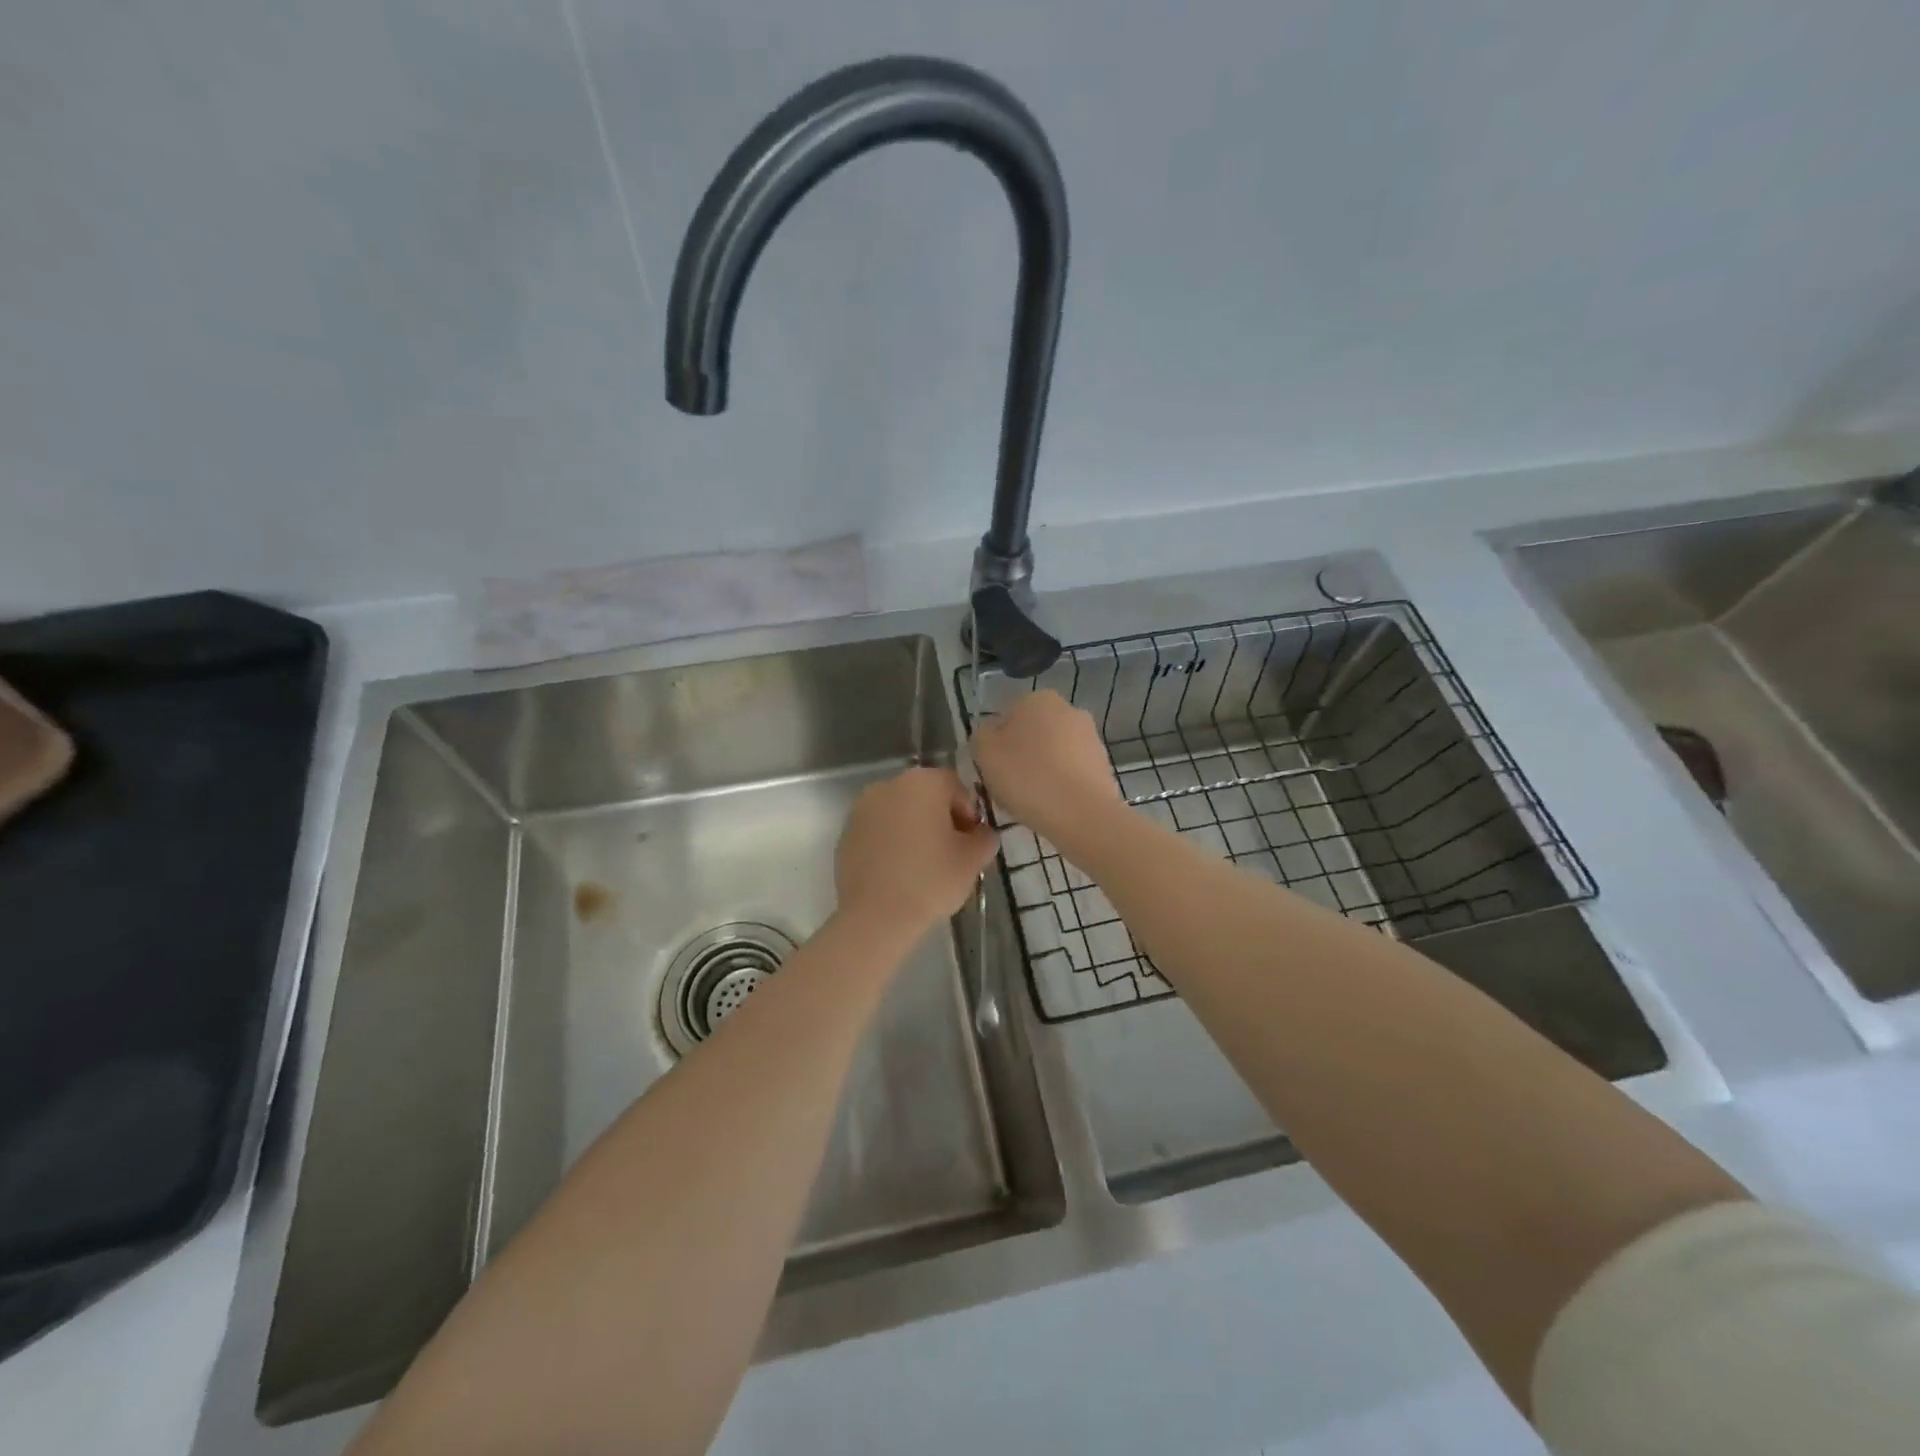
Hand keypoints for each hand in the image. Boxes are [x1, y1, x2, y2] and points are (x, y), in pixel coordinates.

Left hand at [835, 767, 998, 936]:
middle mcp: (889, 785)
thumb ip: (985, 837)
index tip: (971, 843)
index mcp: (922, 782)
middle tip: (951, 854)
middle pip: (925, 796)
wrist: (876, 916)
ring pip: (899, 813)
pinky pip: (878, 831)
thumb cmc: (931, 879)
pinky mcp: (846, 834)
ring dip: (914, 830)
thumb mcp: (973, 859)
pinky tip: (898, 872)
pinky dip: (891, 843)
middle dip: (940, 819)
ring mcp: (862, 808)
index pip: (956, 787)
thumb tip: (981, 834)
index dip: (970, 814)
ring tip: (923, 866)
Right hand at [972, 690, 1121, 847]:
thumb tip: (991, 736)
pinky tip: (1053, 806)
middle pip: (1031, 734)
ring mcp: (1090, 736)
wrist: (1083, 814)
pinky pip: (1071, 772)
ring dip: (1041, 771)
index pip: (1005, 718)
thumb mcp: (984, 752)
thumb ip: (981, 736)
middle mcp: (1068, 709)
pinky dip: (1060, 784)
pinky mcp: (1103, 764)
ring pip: (1052, 753)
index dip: (995, 746)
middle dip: (1020, 756)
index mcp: (1037, 699)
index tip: (992, 770)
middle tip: (1008, 787)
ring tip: (1031, 802)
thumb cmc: (1027, 777)